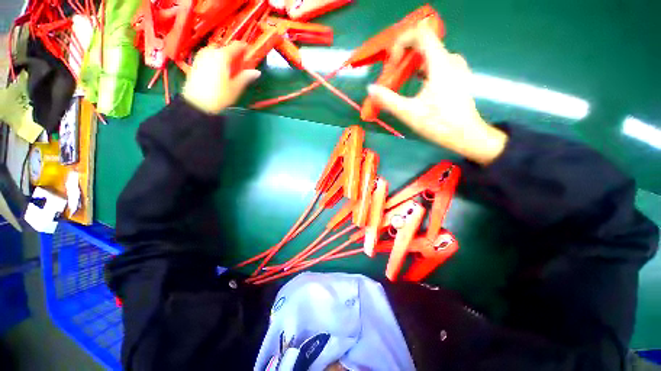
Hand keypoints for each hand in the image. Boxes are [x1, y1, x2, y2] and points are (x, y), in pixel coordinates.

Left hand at [182, 42, 260, 114]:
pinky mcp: (196, 62)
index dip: (245, 48)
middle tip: (241, 66)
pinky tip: (220, 72)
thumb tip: (257, 72)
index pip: (236, 46)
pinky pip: (210, 57)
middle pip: (226, 49)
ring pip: (217, 52)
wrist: (197, 103)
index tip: (251, 53)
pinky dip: (217, 61)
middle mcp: (211, 51)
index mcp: (222, 55)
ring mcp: (202, 56)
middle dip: (234, 56)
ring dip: (225, 58)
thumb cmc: (219, 96)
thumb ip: (246, 77)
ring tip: (231, 70)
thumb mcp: (236, 87)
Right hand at [366, 20, 507, 164]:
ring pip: (429, 55)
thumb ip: (388, 100)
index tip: (392, 62)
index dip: (402, 41)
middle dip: (403, 56)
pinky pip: (436, 64)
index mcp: (440, 63)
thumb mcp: (409, 113)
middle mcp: (450, 59)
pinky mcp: (456, 76)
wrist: (466, 135)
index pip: (421, 33)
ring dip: (411, 65)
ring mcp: (455, 67)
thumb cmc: (439, 124)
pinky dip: (421, 70)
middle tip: (391, 75)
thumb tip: (370, 89)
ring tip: (399, 81)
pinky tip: (414, 86)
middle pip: (423, 44)